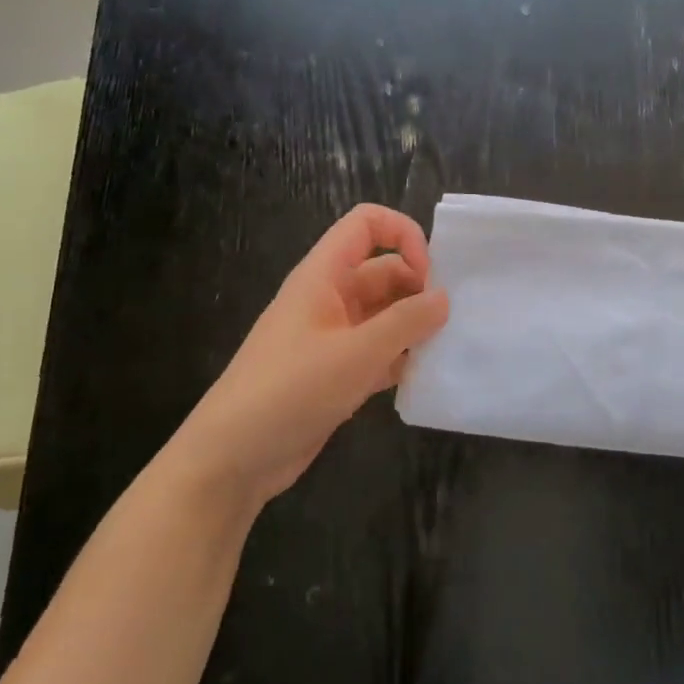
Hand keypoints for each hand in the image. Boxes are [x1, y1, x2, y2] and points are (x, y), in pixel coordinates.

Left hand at [174, 205, 448, 504]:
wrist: (233, 458)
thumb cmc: (292, 390)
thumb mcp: (357, 353)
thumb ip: (406, 321)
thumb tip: (444, 298)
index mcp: (323, 276)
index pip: (366, 224)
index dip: (403, 235)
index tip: (429, 275)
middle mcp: (329, 298)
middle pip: (384, 271)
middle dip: (419, 288)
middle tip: (450, 320)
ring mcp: (332, 336)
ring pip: (385, 313)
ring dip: (414, 325)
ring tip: (445, 347)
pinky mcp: (336, 371)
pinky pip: (379, 350)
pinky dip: (401, 357)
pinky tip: (424, 376)